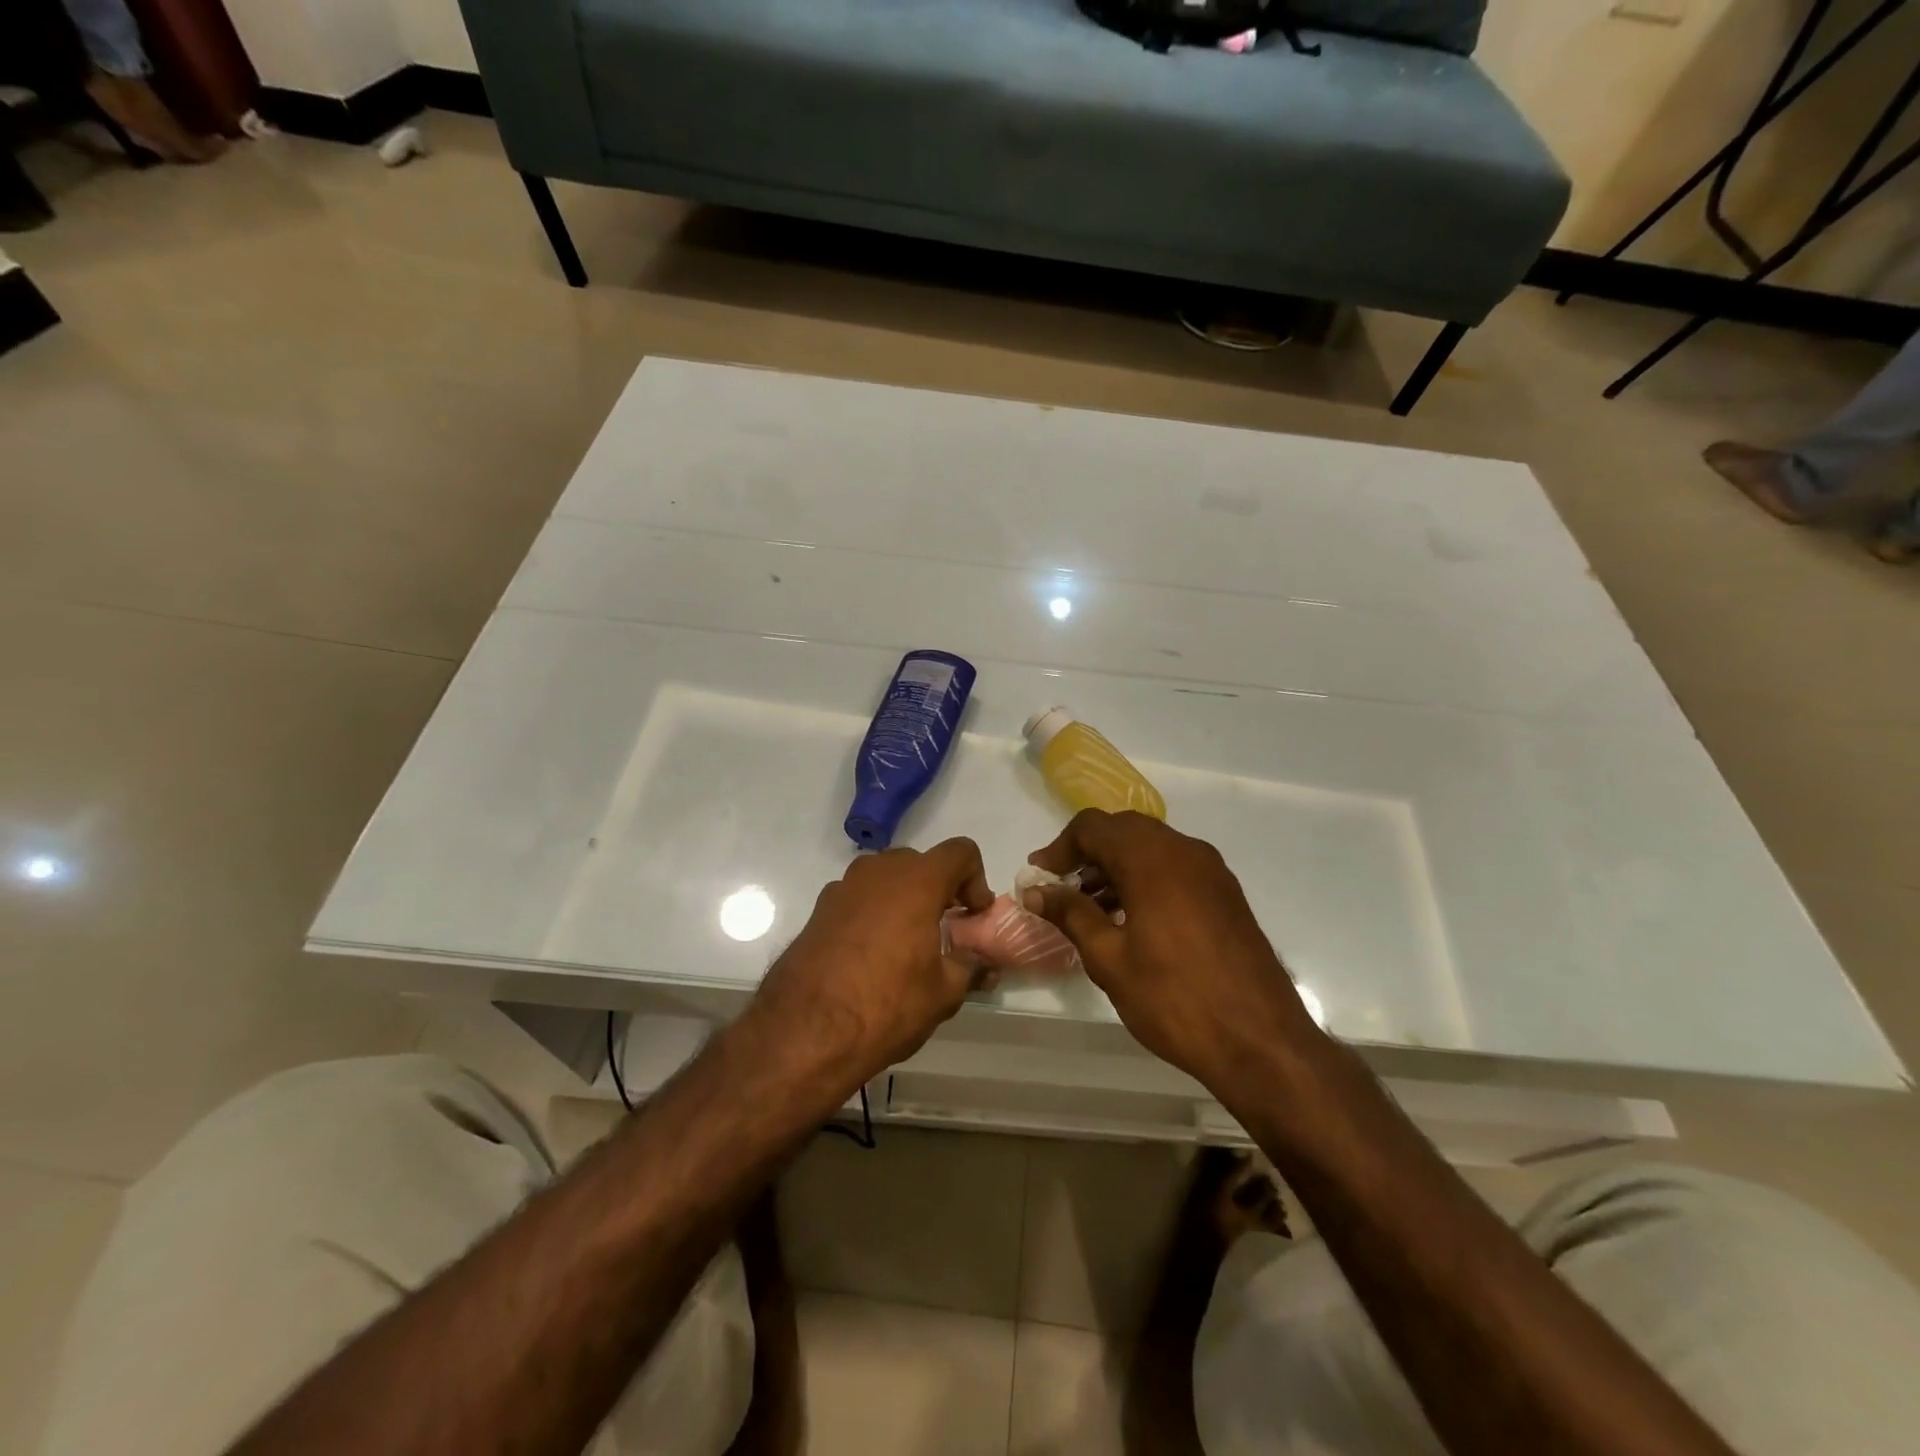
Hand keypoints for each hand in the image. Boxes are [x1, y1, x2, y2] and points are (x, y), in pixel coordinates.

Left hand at [750, 838, 993, 1089]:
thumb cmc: (886, 1005)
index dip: (976, 880)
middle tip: (945, 929)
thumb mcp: (943, 993)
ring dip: (904, 899)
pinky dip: (874, 912)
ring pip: (886, 877)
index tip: (972, 916)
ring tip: (908, 943)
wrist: (805, 1032)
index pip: (960, 852)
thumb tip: (987, 965)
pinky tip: (871, 955)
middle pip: (921, 863)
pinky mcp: (819, 909)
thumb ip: (970, 967)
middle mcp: (879, 871)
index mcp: (917, 881)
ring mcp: (843, 887)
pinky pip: (858, 898)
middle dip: (939, 889)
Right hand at [1023, 811, 1319, 1084]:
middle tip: (1061, 888)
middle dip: (1087, 853)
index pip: (1093, 827)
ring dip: (1116, 866)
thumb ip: (1071, 914)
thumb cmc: (1174, 998)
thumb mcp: (1109, 958)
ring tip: (1090, 907)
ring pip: (1151, 848)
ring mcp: (1211, 871)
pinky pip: (1175, 868)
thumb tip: (1036, 891)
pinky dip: (1145, 879)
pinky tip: (1130, 919)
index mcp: (1151, 859)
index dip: (1059, 848)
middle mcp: (1184, 851)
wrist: (1261, 1041)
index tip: (1038, 877)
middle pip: (1124, 830)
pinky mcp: (1226, 894)